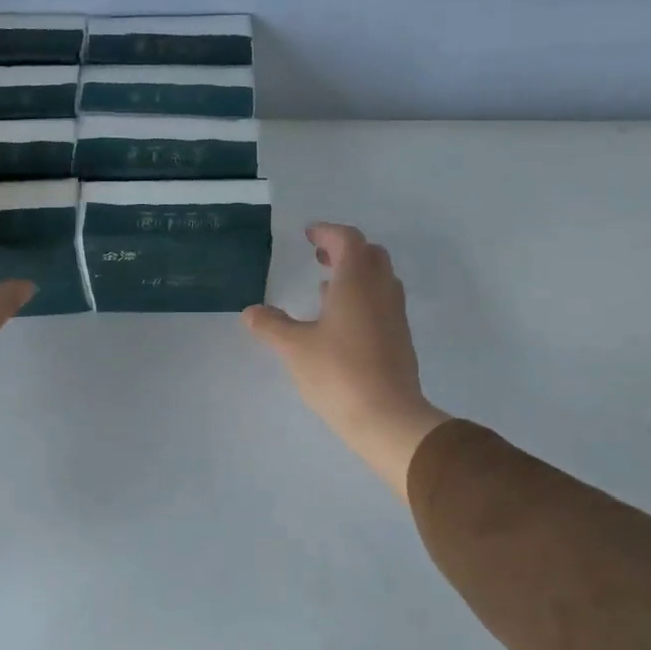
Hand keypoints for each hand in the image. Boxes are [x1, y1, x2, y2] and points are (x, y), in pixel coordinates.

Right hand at [243, 224, 450, 500]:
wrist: (387, 416)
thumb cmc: (337, 372)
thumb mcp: (294, 348)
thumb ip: (272, 326)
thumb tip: (250, 312)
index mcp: (356, 280)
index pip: (347, 240)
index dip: (327, 233)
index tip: (308, 235)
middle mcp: (381, 290)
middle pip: (370, 254)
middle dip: (344, 250)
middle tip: (319, 257)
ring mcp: (395, 314)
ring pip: (380, 279)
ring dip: (356, 274)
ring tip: (326, 288)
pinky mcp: (400, 338)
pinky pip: (383, 302)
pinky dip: (363, 298)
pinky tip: (341, 322)